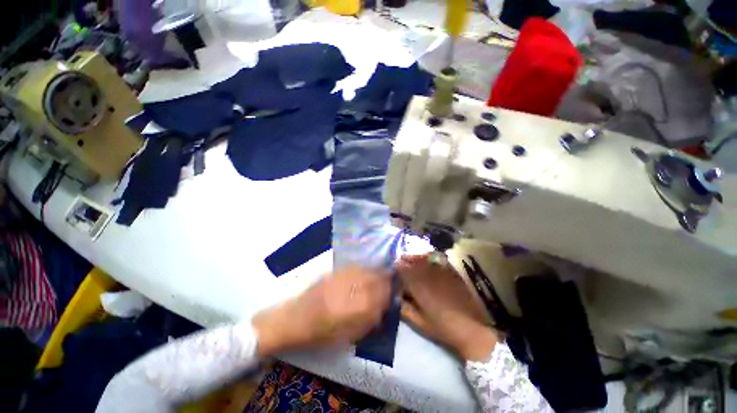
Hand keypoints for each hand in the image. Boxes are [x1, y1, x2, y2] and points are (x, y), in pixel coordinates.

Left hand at [253, 267, 391, 356]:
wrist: (294, 319)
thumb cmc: (320, 334)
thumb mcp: (348, 336)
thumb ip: (368, 321)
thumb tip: (381, 308)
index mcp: (356, 309)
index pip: (381, 295)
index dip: (389, 292)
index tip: (393, 292)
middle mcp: (351, 289)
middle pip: (375, 279)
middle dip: (385, 279)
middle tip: (389, 281)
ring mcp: (342, 278)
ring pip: (366, 271)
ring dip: (376, 272)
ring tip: (380, 275)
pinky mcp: (334, 272)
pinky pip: (355, 268)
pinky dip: (363, 269)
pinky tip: (365, 272)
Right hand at [398, 255, 498, 360]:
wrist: (471, 329)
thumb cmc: (443, 328)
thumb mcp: (419, 323)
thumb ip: (404, 309)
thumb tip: (396, 297)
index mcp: (419, 288)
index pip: (403, 271)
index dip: (397, 268)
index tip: (393, 269)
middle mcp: (429, 276)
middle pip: (413, 262)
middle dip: (405, 260)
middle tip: (400, 260)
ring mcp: (442, 273)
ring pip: (425, 259)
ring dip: (416, 257)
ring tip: (411, 257)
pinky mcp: (452, 273)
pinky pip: (438, 261)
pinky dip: (430, 258)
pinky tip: (427, 259)